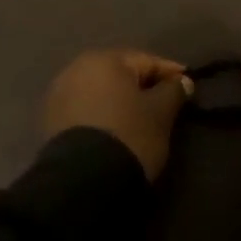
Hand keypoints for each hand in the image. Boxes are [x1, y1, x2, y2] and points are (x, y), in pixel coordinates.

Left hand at [43, 50, 189, 180]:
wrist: (83, 181)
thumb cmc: (129, 135)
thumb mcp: (160, 113)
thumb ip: (173, 91)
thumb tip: (182, 81)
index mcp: (105, 59)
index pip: (147, 61)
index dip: (171, 73)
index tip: (189, 85)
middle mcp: (77, 68)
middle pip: (120, 73)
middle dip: (143, 86)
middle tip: (165, 102)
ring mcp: (60, 94)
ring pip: (101, 92)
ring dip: (121, 101)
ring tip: (140, 118)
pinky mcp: (51, 120)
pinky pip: (87, 109)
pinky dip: (103, 114)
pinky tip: (117, 129)